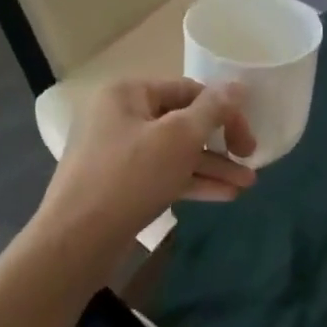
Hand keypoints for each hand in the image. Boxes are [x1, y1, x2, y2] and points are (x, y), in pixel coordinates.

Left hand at [35, 78, 257, 251]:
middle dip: (221, 143)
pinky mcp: (121, 184)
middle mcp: (121, 116)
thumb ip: (213, 109)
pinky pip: (163, 174)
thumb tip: (238, 85)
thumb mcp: (179, 137)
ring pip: (175, 152)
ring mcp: (118, 152)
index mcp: (128, 93)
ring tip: (247, 185)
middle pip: (183, 121)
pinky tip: (225, 195)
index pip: (189, 90)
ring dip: (212, 166)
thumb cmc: (130, 177)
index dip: (224, 111)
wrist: (76, 241)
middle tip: (250, 160)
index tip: (248, 139)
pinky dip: (192, 182)